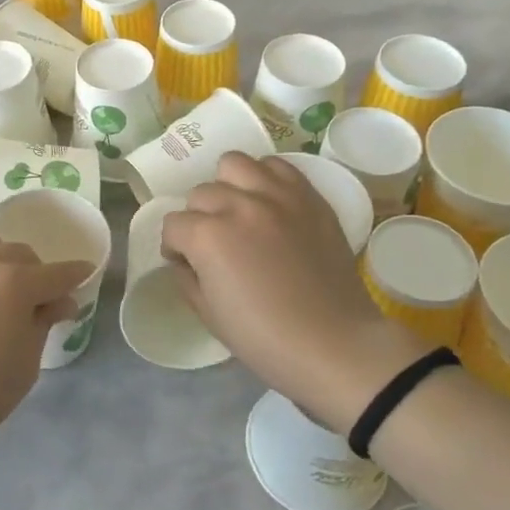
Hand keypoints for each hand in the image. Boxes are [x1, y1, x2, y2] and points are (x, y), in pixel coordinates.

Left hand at [0, 211, 91, 467]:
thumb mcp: (26, 364)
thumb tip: (59, 300)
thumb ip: (43, 324)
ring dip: (0, 258)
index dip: (75, 276)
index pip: (58, 274)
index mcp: (18, 285)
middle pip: (21, 255)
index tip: (84, 276)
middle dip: (37, 274)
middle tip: (37, 305)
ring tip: (1, 283)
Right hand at [159, 154, 423, 433]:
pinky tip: (268, 202)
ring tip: (239, 210)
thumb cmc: (265, 340)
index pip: (173, 225)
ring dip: (228, 186)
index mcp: (208, 236)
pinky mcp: (308, 197)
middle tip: (215, 244)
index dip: (174, 247)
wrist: (336, 345)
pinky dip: (265, 178)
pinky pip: (277, 166)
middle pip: (201, 194)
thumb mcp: (209, 315)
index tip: (186, 263)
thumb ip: (186, 278)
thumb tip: (184, 259)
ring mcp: (276, 196)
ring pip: (234, 164)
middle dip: (199, 218)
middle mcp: (238, 205)